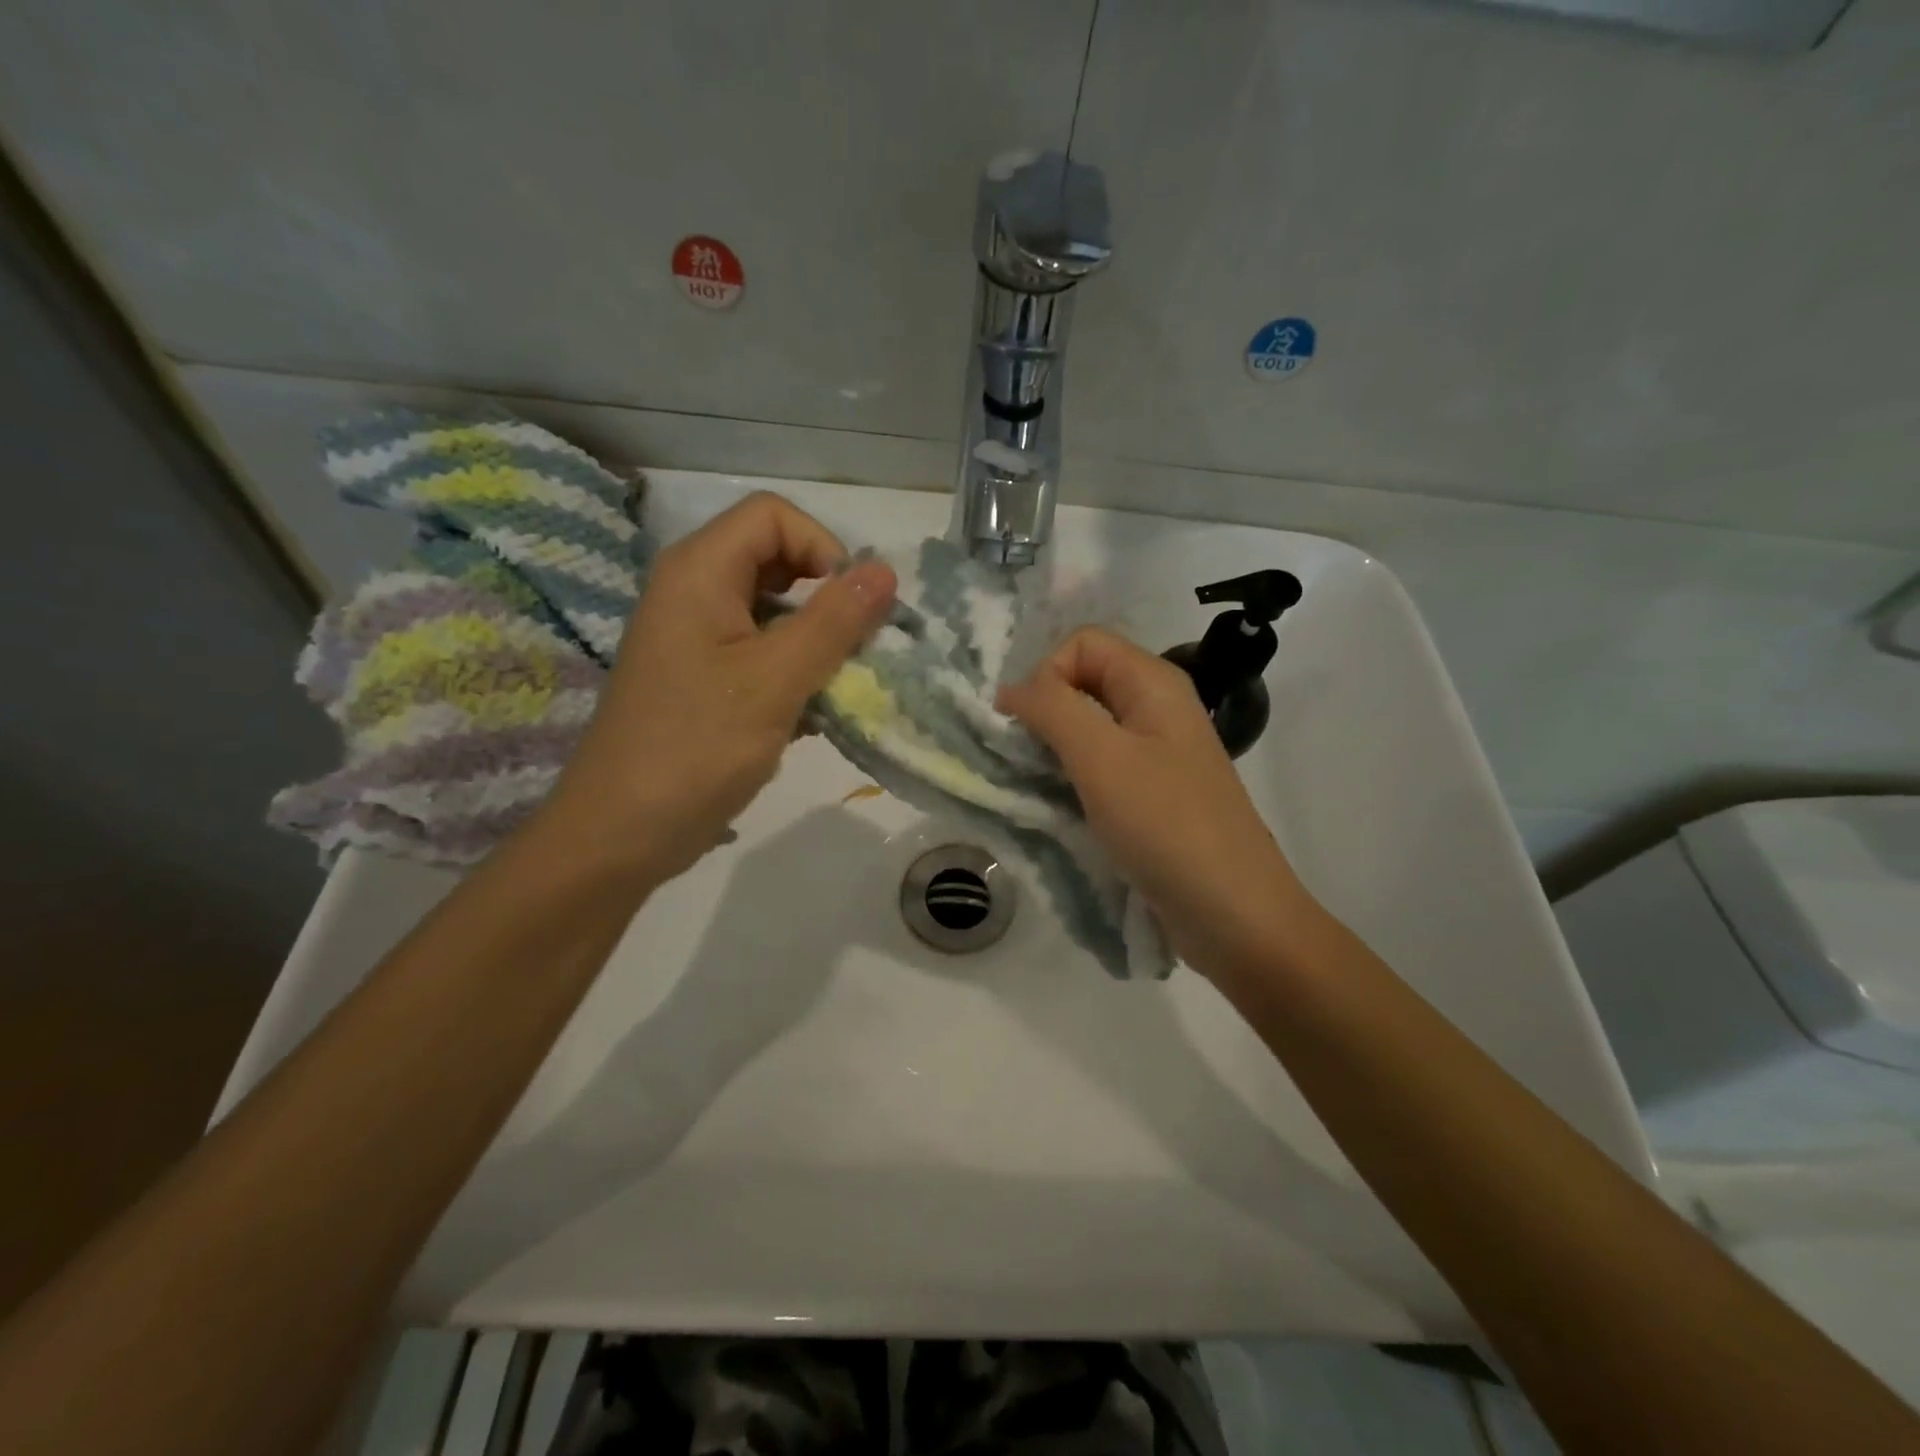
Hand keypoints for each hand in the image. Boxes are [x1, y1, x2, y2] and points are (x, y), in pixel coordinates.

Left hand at [548, 493, 895, 886]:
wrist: (621, 833)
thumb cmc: (696, 748)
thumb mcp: (775, 681)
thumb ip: (833, 621)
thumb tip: (886, 571)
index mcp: (699, 572)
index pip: (775, 516)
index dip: (824, 549)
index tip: (850, 610)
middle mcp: (694, 590)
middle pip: (777, 560)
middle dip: (826, 600)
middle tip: (852, 653)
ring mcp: (696, 636)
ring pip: (775, 611)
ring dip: (815, 643)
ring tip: (832, 691)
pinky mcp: (703, 676)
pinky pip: (761, 651)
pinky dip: (793, 672)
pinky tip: (806, 718)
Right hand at [998, 627, 1310, 985]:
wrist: (1233, 914)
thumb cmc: (1167, 826)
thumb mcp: (1101, 758)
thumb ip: (1052, 709)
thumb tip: (1011, 690)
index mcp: (1154, 683)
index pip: (1082, 643)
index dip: (1047, 674)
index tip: (1030, 727)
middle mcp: (1157, 708)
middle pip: (1084, 682)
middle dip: (1045, 711)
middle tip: (1025, 759)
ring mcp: (1157, 753)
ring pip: (1088, 727)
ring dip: (1054, 748)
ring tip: (1037, 786)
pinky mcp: (1151, 794)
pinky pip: (1100, 766)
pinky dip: (1072, 777)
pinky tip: (1060, 807)